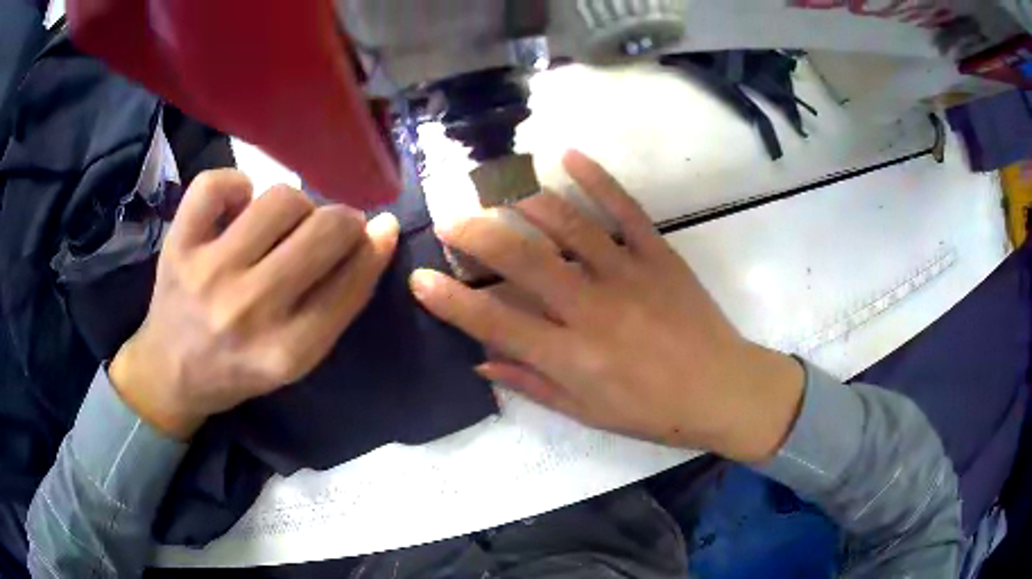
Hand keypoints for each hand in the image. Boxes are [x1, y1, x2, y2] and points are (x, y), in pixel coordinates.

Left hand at [110, 170, 398, 439]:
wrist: (170, 373)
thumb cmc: (239, 370)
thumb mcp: (297, 359)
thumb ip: (338, 302)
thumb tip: (379, 232)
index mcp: (287, 351)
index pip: (352, 280)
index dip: (374, 246)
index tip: (378, 230)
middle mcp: (249, 310)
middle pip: (324, 229)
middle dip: (342, 221)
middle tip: (329, 230)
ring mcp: (209, 272)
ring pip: (280, 198)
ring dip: (295, 205)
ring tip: (282, 225)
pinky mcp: (178, 246)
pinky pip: (216, 184)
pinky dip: (236, 185)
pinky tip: (239, 206)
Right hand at [410, 151, 802, 462]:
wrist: (723, 390)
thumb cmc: (654, 412)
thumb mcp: (587, 413)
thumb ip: (531, 383)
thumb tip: (481, 359)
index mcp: (572, 356)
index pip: (495, 323)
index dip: (451, 301)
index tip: (418, 279)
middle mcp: (593, 309)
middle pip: (523, 260)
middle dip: (476, 234)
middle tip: (448, 219)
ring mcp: (628, 274)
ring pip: (568, 223)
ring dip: (524, 197)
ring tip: (493, 184)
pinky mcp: (659, 254)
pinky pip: (625, 208)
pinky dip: (597, 178)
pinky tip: (567, 155)